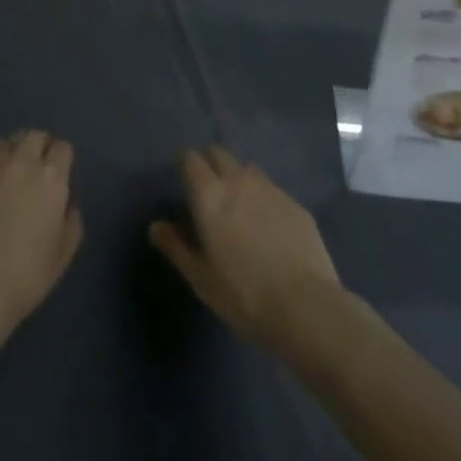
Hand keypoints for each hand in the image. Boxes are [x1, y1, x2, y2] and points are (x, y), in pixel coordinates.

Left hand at [0, 131, 83, 359]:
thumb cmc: (24, 276)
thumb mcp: (62, 256)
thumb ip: (71, 223)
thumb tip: (66, 205)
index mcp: (51, 178)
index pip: (62, 148)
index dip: (62, 159)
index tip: (59, 175)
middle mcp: (22, 162)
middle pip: (34, 136)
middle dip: (39, 147)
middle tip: (37, 171)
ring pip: (7, 142)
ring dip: (13, 152)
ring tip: (11, 175)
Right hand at [148, 146, 340, 352]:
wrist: (305, 307)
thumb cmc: (243, 295)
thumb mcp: (201, 278)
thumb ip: (175, 247)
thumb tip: (155, 226)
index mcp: (210, 194)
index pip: (191, 159)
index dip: (186, 166)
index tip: (185, 183)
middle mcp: (238, 180)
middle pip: (219, 153)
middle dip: (211, 164)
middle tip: (211, 194)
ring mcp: (270, 189)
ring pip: (248, 169)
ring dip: (239, 179)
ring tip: (241, 208)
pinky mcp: (296, 204)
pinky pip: (272, 190)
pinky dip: (265, 199)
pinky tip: (270, 228)